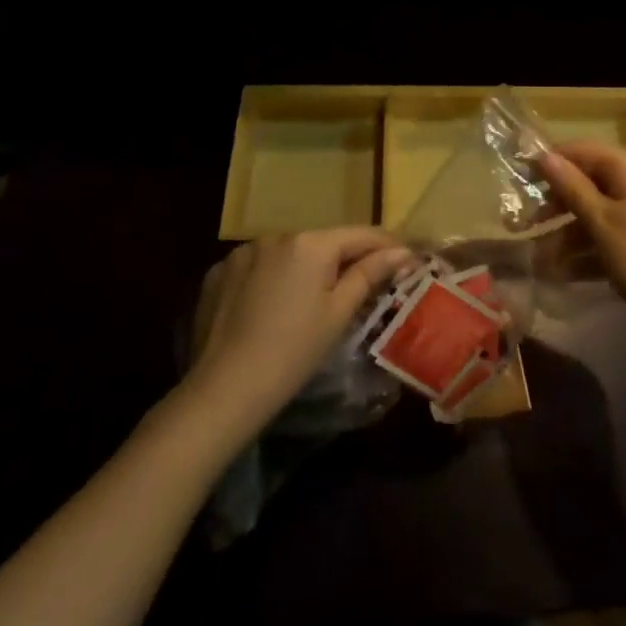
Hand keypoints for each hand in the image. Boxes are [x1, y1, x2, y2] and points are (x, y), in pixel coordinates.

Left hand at [186, 228, 412, 429]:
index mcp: (311, 243)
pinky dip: (270, 280)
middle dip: (343, 261)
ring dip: (304, 269)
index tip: (406, 260)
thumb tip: (402, 252)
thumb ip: (370, 274)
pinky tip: (269, 310)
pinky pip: (257, 267)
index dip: (387, 246)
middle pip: (323, 243)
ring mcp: (243, 251)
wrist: (222, 391)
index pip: (360, 235)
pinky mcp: (219, 272)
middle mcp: (277, 235)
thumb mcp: (338, 314)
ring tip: (309, 303)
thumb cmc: (293, 353)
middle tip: (361, 289)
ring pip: (288, 254)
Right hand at [540, 141, 625, 343]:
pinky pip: (614, 229)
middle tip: (528, 222)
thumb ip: (571, 186)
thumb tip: (544, 155)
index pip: (582, 150)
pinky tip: (567, 270)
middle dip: (558, 202)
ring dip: (570, 230)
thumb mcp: (600, 222)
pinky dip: (591, 244)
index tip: (522, 177)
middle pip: (590, 180)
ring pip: (599, 209)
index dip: (551, 161)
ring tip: (543, 256)